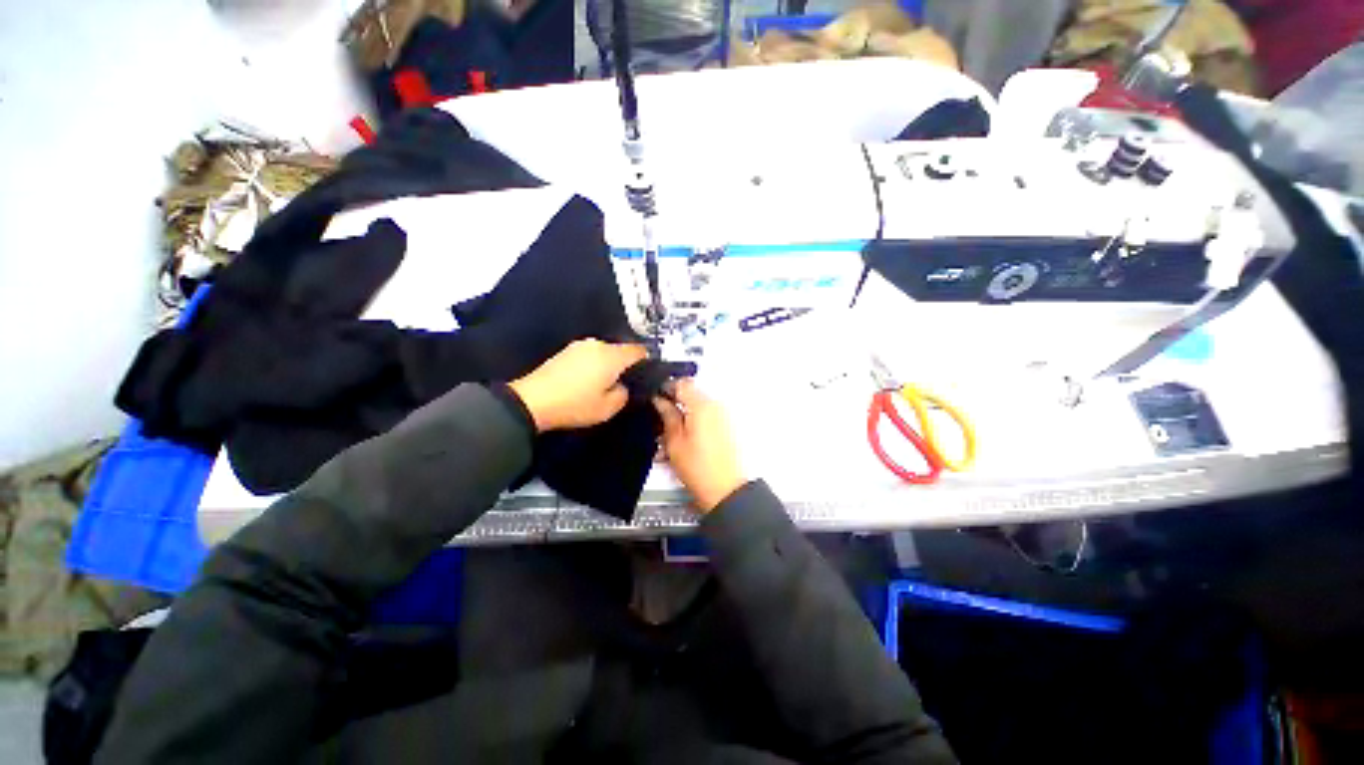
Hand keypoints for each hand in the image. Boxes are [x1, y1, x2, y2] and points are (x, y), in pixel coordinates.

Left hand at [509, 339, 647, 431]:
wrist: (532, 401)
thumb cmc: (575, 405)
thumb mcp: (608, 409)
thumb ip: (624, 394)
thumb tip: (623, 385)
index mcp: (612, 356)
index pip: (639, 351)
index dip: (646, 361)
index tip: (646, 374)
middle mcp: (598, 345)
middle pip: (620, 349)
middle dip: (625, 363)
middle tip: (623, 382)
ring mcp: (579, 346)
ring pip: (604, 352)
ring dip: (608, 363)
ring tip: (603, 382)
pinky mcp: (565, 351)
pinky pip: (589, 354)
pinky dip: (593, 364)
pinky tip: (586, 380)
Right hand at [653, 380, 745, 512]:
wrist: (726, 490)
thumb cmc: (699, 468)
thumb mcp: (674, 442)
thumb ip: (667, 416)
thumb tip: (660, 401)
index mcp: (702, 405)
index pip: (682, 383)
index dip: (666, 388)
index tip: (655, 398)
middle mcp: (716, 405)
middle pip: (691, 394)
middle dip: (674, 403)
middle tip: (660, 420)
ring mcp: (723, 416)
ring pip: (697, 407)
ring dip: (684, 415)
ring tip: (670, 436)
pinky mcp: (727, 427)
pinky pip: (707, 417)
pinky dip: (694, 424)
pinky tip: (684, 441)